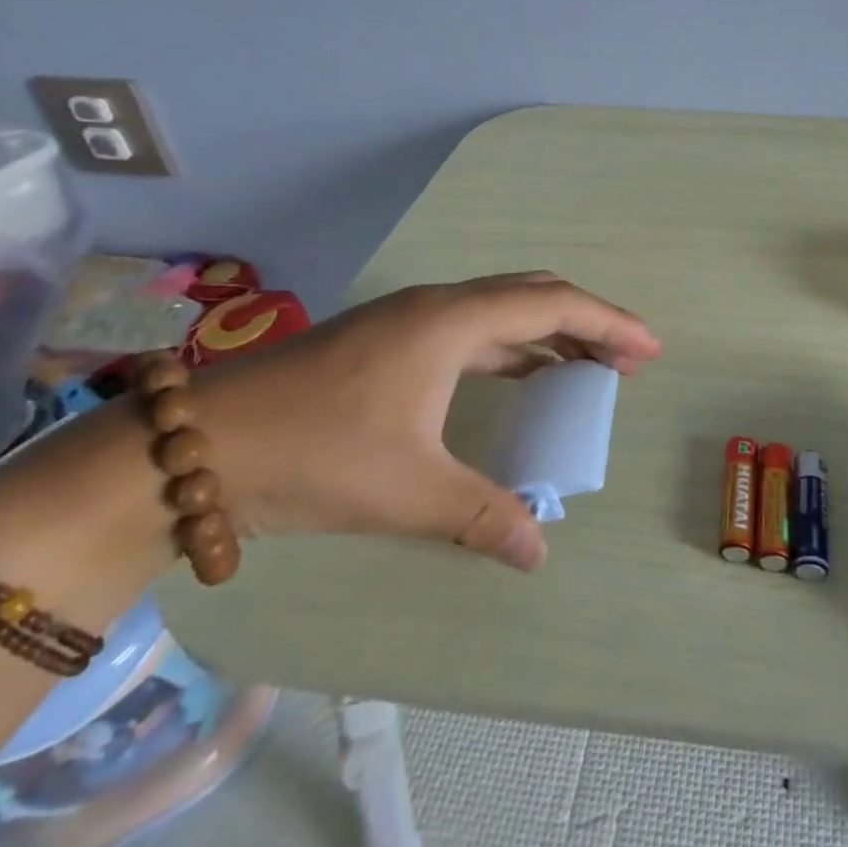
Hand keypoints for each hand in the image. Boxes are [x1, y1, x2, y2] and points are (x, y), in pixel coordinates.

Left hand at [195, 272, 660, 571]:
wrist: (198, 447)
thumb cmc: (314, 454)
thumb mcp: (407, 490)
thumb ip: (481, 515)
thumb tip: (538, 552)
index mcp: (454, 321)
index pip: (554, 306)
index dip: (610, 323)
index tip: (649, 350)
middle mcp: (440, 306)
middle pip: (535, 294)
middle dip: (588, 322)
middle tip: (627, 359)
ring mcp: (411, 318)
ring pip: (503, 310)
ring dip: (551, 332)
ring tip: (586, 367)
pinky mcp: (391, 339)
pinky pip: (475, 329)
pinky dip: (514, 346)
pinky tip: (520, 376)